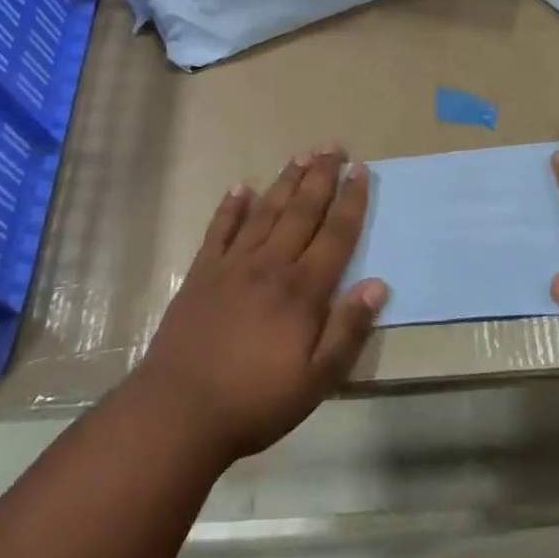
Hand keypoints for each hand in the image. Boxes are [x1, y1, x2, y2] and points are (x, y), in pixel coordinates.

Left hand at [132, 146, 387, 465]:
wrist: (179, 411)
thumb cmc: (256, 401)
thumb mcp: (317, 380)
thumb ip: (348, 330)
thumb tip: (379, 283)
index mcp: (302, 290)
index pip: (335, 235)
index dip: (351, 201)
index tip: (361, 170)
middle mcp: (270, 265)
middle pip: (302, 211)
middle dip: (321, 177)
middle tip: (334, 146)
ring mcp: (232, 265)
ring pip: (266, 212)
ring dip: (286, 181)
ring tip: (302, 155)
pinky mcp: (202, 273)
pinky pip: (220, 230)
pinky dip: (231, 206)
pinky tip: (241, 186)